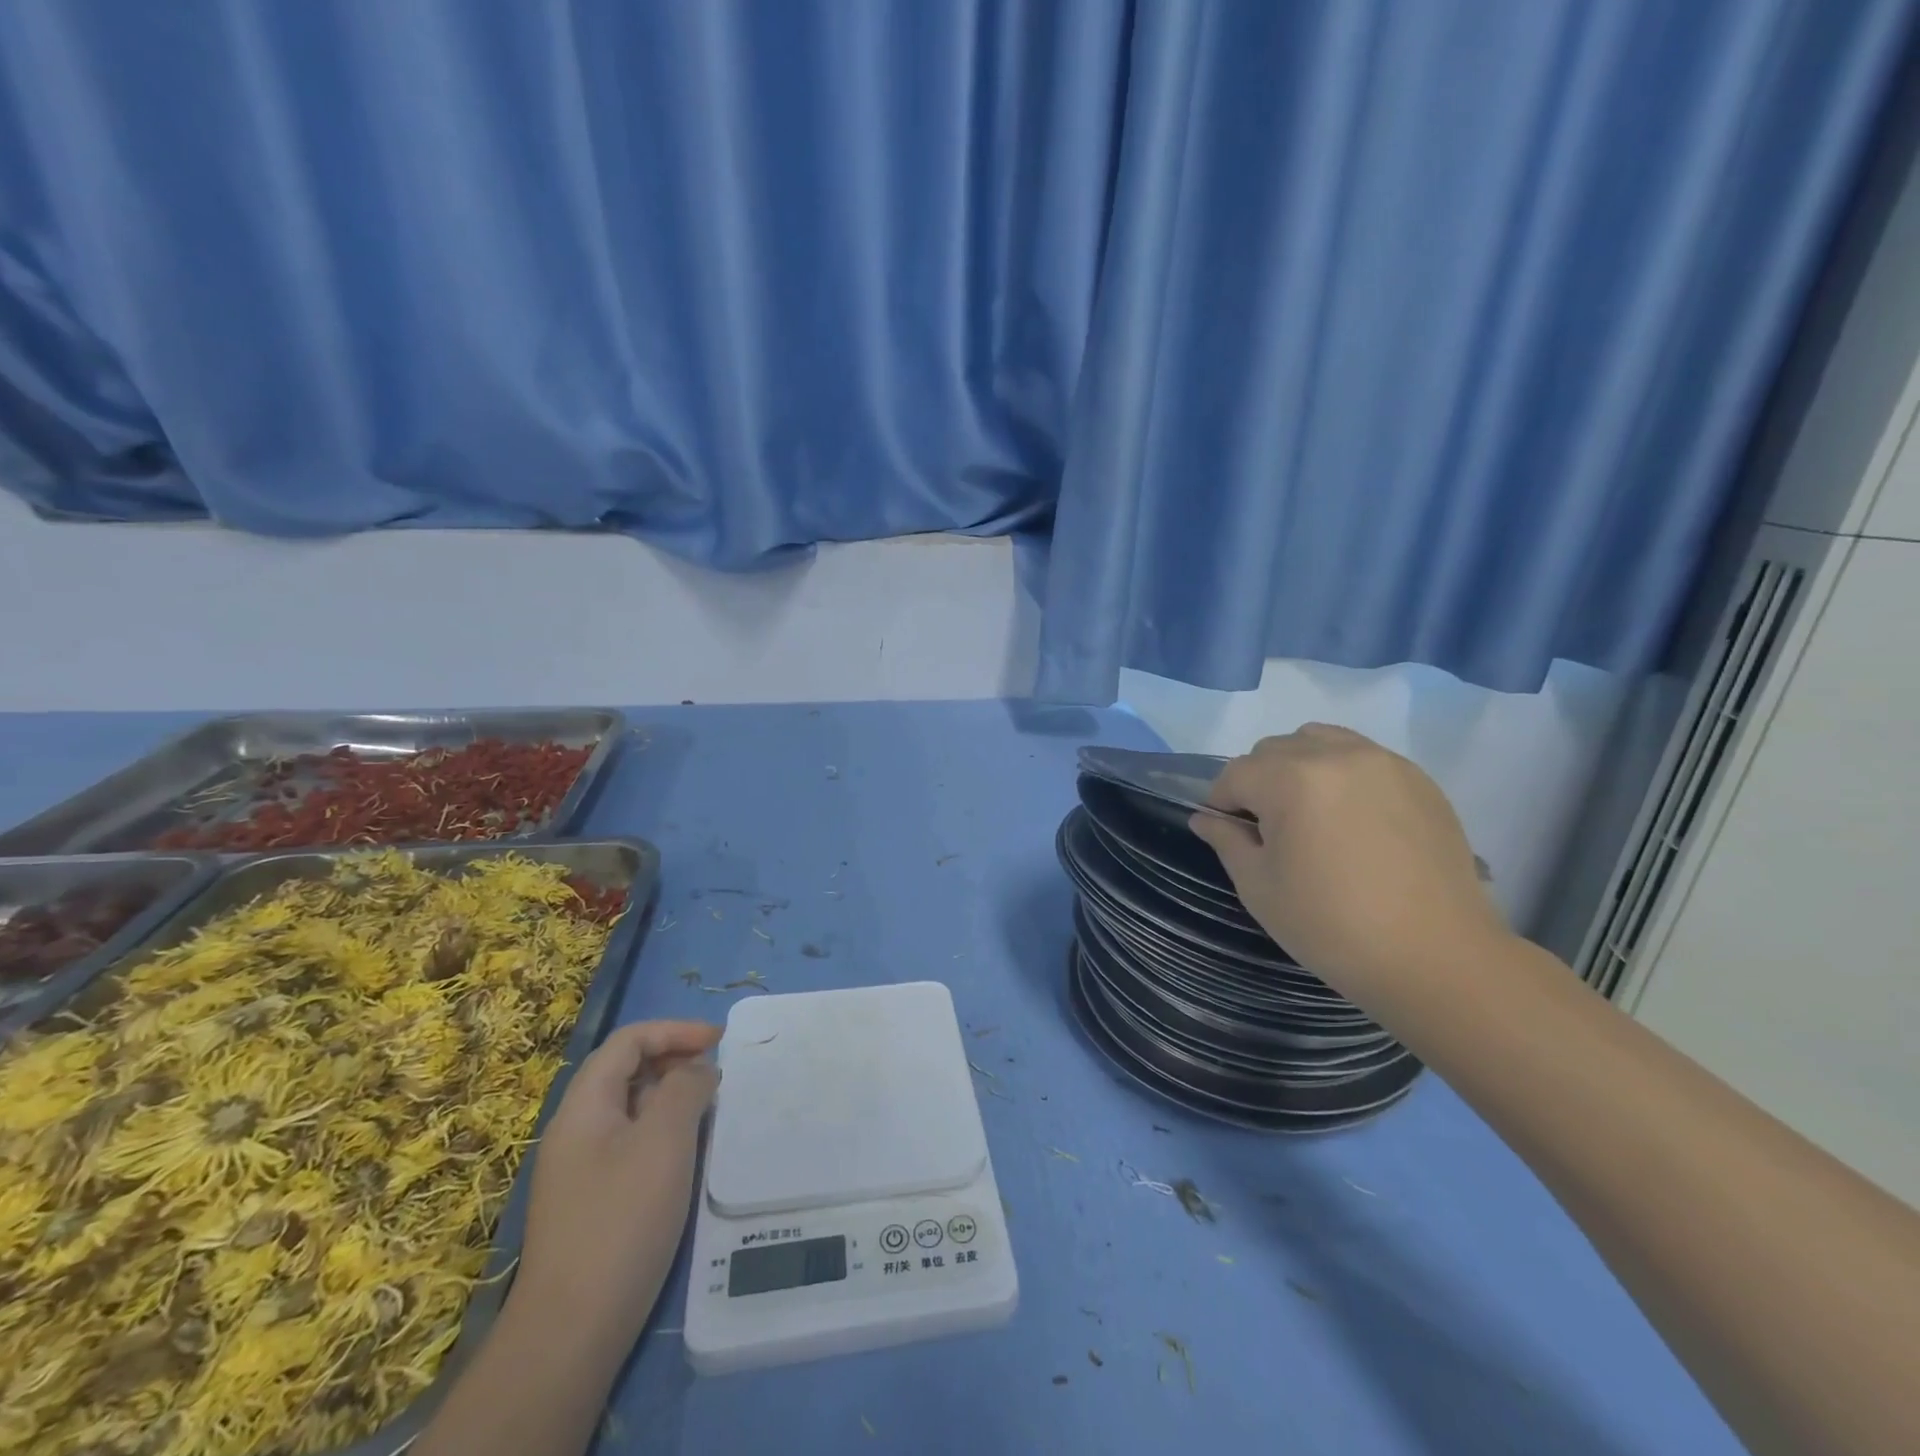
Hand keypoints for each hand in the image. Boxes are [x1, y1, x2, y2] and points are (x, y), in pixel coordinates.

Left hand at [515, 1019, 721, 1339]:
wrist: (571, 1331)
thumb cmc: (622, 1219)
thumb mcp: (664, 1140)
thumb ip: (685, 1089)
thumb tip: (697, 1070)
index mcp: (584, 1105)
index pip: (628, 1041)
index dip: (674, 1031)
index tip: (718, 1041)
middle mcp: (576, 1129)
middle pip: (624, 1070)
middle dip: (673, 1059)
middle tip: (716, 1073)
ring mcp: (580, 1168)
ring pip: (629, 1108)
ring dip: (670, 1096)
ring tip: (709, 1109)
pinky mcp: (591, 1202)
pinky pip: (630, 1143)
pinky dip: (662, 1131)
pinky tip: (686, 1154)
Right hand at [1189, 725, 1503, 999]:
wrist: (1437, 959)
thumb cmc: (1332, 926)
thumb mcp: (1260, 887)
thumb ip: (1227, 841)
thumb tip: (1205, 818)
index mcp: (1291, 779)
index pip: (1235, 773)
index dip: (1222, 803)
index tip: (1229, 835)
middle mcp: (1337, 755)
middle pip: (1275, 749)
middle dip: (1259, 782)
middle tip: (1270, 831)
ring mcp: (1384, 763)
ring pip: (1320, 741)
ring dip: (1300, 768)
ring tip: (1310, 815)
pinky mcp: (1419, 780)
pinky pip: (1362, 757)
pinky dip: (1342, 775)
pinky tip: (1352, 821)